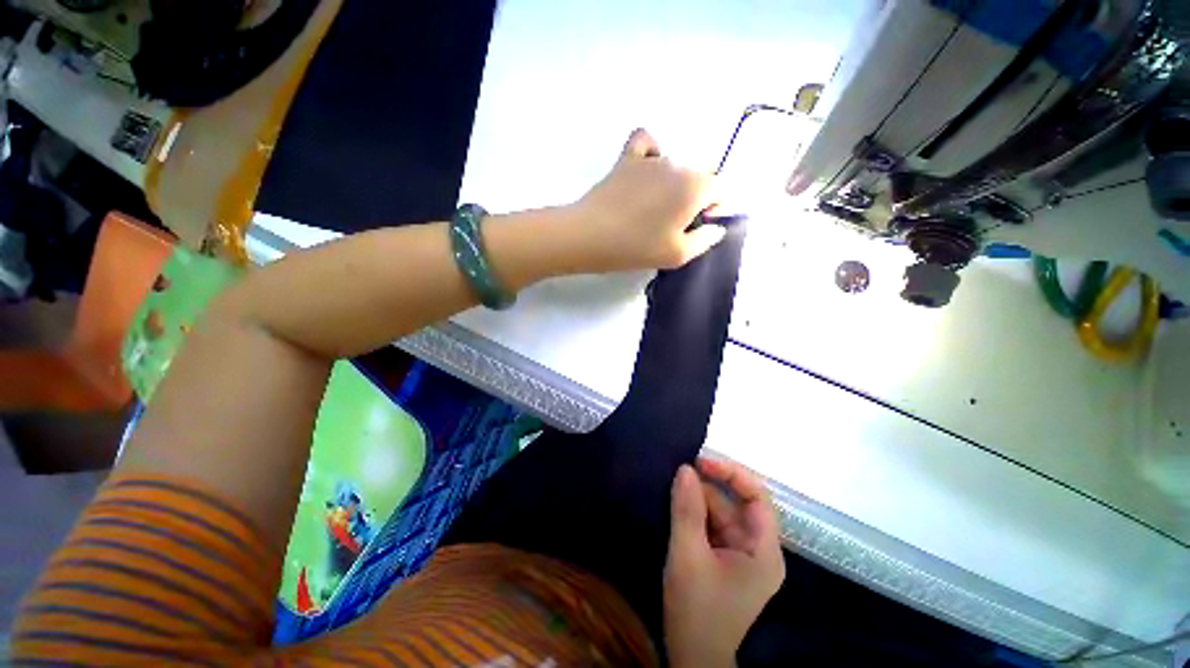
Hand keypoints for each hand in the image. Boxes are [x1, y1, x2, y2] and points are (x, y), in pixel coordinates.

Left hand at [570, 128, 724, 272]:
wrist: (591, 235)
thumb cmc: (637, 248)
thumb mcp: (678, 255)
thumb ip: (705, 239)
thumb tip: (717, 226)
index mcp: (696, 187)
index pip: (722, 189)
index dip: (714, 209)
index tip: (694, 227)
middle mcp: (678, 165)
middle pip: (698, 178)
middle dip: (692, 199)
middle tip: (670, 225)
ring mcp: (651, 158)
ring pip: (674, 166)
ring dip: (670, 185)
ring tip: (649, 208)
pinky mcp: (627, 157)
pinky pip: (646, 142)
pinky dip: (650, 153)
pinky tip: (644, 171)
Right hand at [663, 457, 784, 667]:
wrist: (692, 656)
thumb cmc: (696, 609)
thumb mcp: (687, 556)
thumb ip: (687, 510)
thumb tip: (685, 469)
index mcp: (763, 551)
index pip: (758, 498)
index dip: (732, 474)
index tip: (701, 462)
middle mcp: (758, 549)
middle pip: (737, 504)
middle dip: (709, 487)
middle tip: (678, 472)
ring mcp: (742, 555)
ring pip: (722, 513)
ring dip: (699, 499)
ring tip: (672, 486)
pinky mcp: (726, 558)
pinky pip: (713, 525)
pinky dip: (696, 513)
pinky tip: (678, 504)